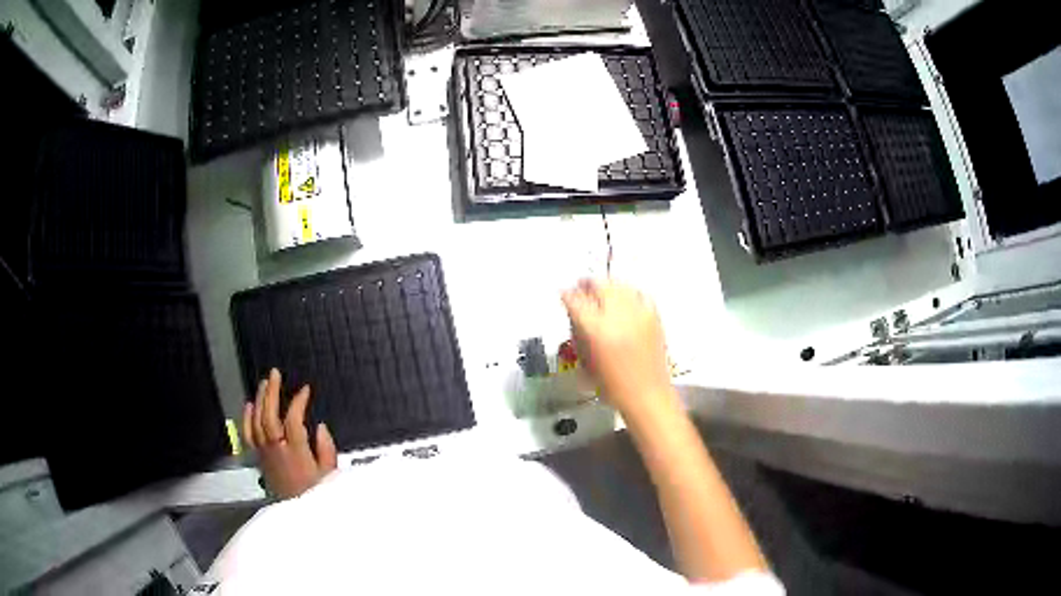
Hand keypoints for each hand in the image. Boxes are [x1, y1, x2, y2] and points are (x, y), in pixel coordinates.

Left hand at [243, 368, 337, 499]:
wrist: (298, 515)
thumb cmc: (317, 495)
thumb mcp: (330, 477)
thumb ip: (327, 451)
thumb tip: (320, 427)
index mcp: (297, 455)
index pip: (293, 422)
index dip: (298, 403)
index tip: (305, 390)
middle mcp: (277, 452)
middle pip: (269, 417)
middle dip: (272, 394)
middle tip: (276, 374)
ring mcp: (266, 455)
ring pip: (257, 423)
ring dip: (260, 400)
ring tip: (265, 383)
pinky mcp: (259, 459)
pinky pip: (248, 436)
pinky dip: (247, 419)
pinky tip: (249, 404)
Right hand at [562, 280, 677, 420]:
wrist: (646, 394)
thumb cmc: (612, 385)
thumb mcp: (585, 360)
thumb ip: (578, 332)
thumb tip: (575, 313)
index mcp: (595, 329)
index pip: (575, 300)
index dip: (567, 295)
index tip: (565, 294)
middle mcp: (617, 315)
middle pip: (598, 284)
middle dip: (587, 284)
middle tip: (581, 288)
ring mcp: (638, 312)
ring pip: (618, 284)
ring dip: (607, 286)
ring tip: (602, 293)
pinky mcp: (653, 315)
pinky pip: (637, 293)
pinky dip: (627, 293)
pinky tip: (624, 300)